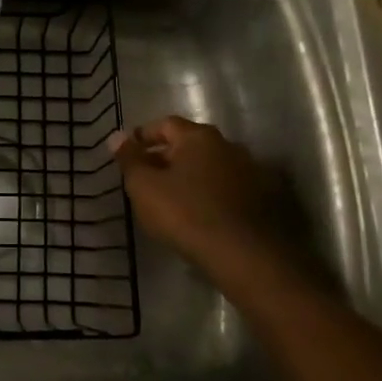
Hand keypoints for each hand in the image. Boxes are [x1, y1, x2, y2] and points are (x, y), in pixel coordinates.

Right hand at [108, 117, 306, 274]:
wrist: (245, 256)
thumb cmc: (185, 213)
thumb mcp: (144, 186)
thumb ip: (129, 159)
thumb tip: (116, 136)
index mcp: (199, 137)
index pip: (165, 124)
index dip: (144, 136)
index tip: (128, 152)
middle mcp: (229, 146)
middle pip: (190, 145)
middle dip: (166, 158)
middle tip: (147, 179)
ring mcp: (251, 173)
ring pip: (211, 168)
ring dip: (191, 177)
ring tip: (173, 199)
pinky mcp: (265, 200)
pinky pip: (228, 189)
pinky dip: (211, 195)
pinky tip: (201, 215)